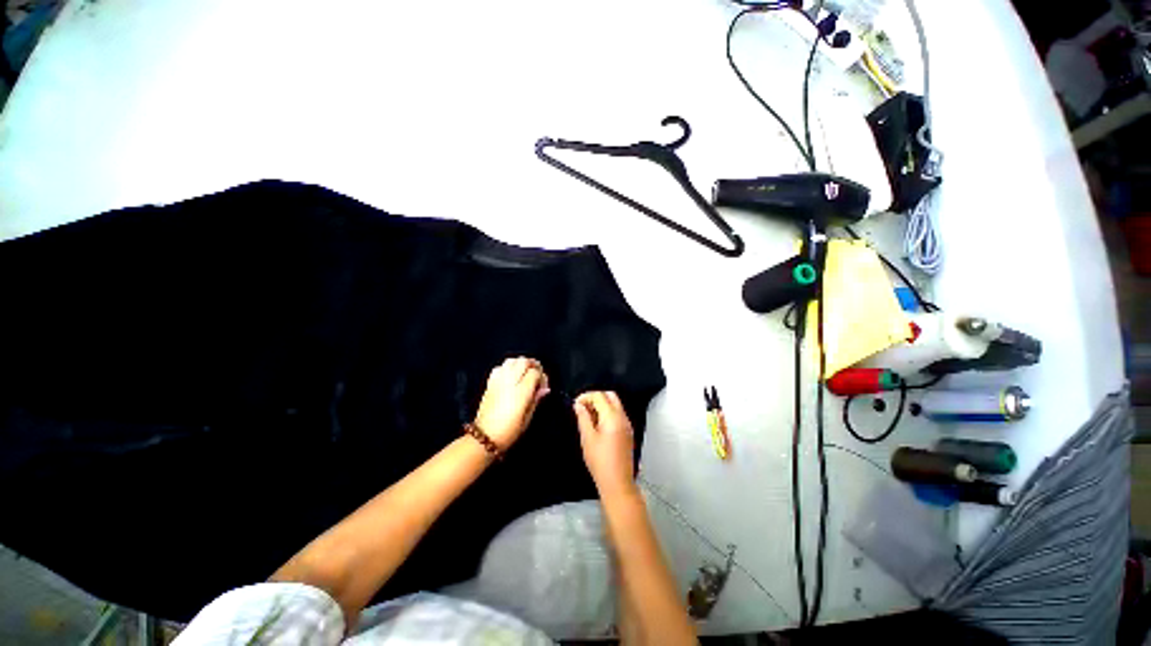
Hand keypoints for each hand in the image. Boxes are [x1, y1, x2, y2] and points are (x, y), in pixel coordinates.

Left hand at [473, 357, 549, 449]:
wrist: (484, 437)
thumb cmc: (509, 431)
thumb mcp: (528, 418)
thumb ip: (536, 399)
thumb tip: (544, 389)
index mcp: (521, 392)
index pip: (535, 372)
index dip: (542, 376)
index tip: (544, 386)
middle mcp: (509, 382)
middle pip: (523, 361)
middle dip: (533, 364)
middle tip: (538, 374)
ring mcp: (498, 381)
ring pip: (511, 360)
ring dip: (521, 363)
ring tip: (526, 371)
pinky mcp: (490, 383)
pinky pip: (500, 367)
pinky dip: (508, 367)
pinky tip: (511, 375)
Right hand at [574, 392, 636, 498]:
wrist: (617, 483)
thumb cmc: (600, 462)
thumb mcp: (587, 438)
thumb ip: (583, 418)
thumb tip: (579, 405)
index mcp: (613, 417)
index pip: (600, 395)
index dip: (586, 396)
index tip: (576, 404)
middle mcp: (623, 417)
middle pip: (610, 396)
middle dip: (596, 397)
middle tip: (583, 407)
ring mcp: (627, 424)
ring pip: (615, 404)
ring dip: (601, 404)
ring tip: (587, 416)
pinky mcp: (627, 432)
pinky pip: (618, 414)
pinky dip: (607, 412)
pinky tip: (597, 424)